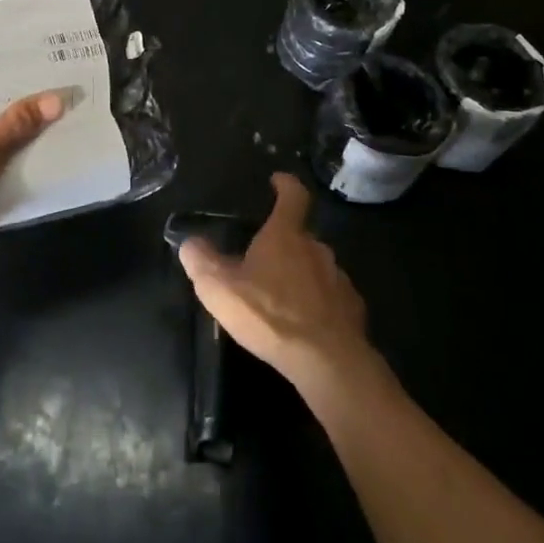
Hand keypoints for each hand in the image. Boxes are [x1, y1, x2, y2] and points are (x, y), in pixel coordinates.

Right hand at [179, 174, 372, 391]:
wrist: (327, 362)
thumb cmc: (269, 314)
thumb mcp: (219, 287)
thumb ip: (201, 260)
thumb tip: (190, 242)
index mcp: (286, 235)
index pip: (293, 196)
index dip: (285, 185)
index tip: (278, 181)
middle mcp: (317, 248)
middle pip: (301, 235)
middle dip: (285, 243)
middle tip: (264, 260)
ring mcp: (339, 279)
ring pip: (317, 267)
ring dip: (301, 275)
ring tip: (282, 298)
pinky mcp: (352, 310)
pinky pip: (332, 298)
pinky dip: (319, 304)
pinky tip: (305, 324)